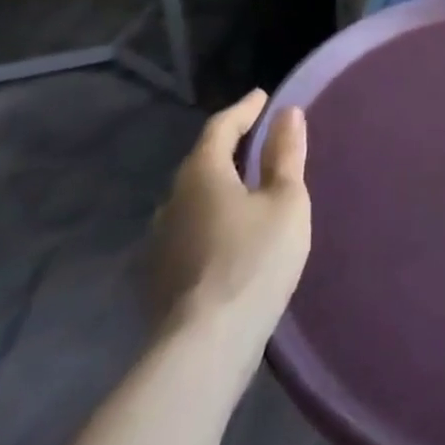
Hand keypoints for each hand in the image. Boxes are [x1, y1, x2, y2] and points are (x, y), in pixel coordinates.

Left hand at [152, 90, 310, 384]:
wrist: (204, 346)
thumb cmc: (254, 260)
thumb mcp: (286, 201)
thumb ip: (285, 155)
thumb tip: (287, 114)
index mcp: (201, 173)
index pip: (221, 127)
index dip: (244, 109)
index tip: (263, 97)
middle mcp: (171, 199)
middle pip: (202, 161)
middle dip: (229, 146)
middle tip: (258, 138)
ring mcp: (159, 239)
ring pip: (192, 197)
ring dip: (218, 184)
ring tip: (245, 184)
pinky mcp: (158, 274)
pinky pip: (188, 227)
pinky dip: (210, 216)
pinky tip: (227, 231)